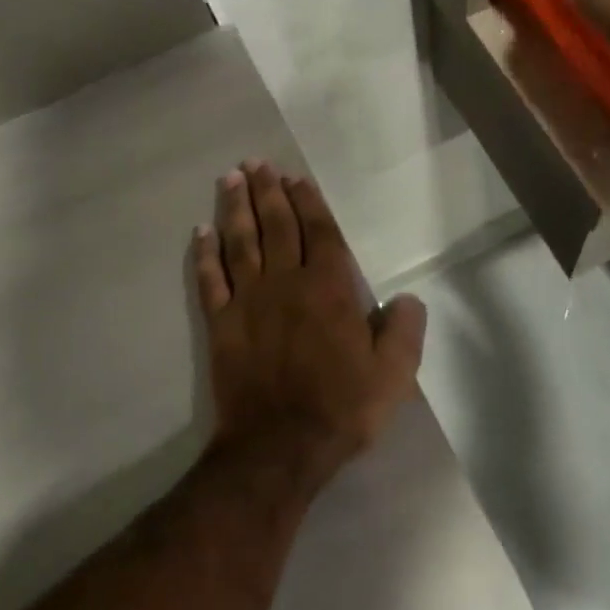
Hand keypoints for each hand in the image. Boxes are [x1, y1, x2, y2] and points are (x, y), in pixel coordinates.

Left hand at [192, 162, 425, 483]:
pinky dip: (205, 254)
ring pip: (241, 242)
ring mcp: (248, 301)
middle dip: (268, 192)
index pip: (319, 233)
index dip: (308, 202)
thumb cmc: (341, 408)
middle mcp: (286, 283)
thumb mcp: (392, 375)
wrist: (279, 446)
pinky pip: (210, 279)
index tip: (296, 179)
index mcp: (329, 289)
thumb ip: (403, 331)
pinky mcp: (221, 323)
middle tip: (257, 163)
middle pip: (276, 226)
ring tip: (231, 178)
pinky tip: (202, 232)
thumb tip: (408, 299)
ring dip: (236, 208)